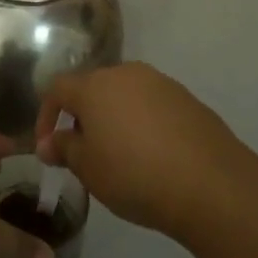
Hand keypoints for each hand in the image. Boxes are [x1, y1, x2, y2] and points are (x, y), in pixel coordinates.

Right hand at [34, 62, 245, 242]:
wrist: (210, 183)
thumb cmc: (134, 174)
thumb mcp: (89, 169)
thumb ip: (64, 149)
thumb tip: (47, 143)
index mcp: (94, 85)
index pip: (57, 89)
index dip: (46, 115)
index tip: (48, 147)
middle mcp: (125, 73)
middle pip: (93, 88)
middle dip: (82, 117)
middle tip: (84, 152)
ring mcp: (160, 83)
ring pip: (124, 95)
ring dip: (114, 119)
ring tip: (119, 155)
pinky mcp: (187, 99)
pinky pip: (152, 106)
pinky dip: (143, 124)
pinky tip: (152, 155)